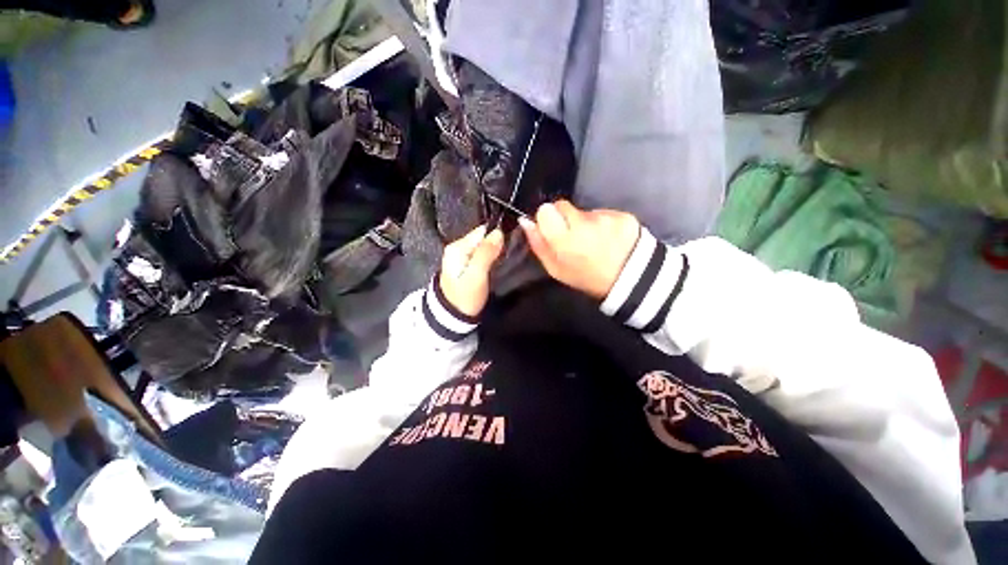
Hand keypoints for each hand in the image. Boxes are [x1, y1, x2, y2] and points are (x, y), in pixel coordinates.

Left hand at [439, 225, 504, 316]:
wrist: (453, 317)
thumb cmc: (465, 296)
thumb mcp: (476, 275)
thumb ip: (486, 253)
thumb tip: (498, 232)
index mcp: (457, 247)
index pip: (482, 231)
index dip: (497, 235)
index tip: (510, 243)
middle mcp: (458, 248)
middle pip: (483, 238)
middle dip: (497, 244)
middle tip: (509, 254)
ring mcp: (462, 257)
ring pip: (484, 247)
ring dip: (495, 252)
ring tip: (506, 260)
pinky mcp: (466, 266)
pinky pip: (482, 256)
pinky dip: (491, 258)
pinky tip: (497, 265)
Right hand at [519, 200, 639, 298]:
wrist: (629, 280)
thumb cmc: (585, 278)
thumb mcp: (556, 269)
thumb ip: (539, 244)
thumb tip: (525, 221)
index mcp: (564, 240)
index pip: (545, 210)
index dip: (547, 219)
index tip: (553, 230)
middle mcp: (584, 224)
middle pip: (563, 205)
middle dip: (564, 218)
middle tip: (574, 236)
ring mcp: (605, 218)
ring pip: (584, 210)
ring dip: (586, 222)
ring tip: (595, 241)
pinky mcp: (622, 215)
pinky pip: (604, 212)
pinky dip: (604, 223)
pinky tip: (610, 238)